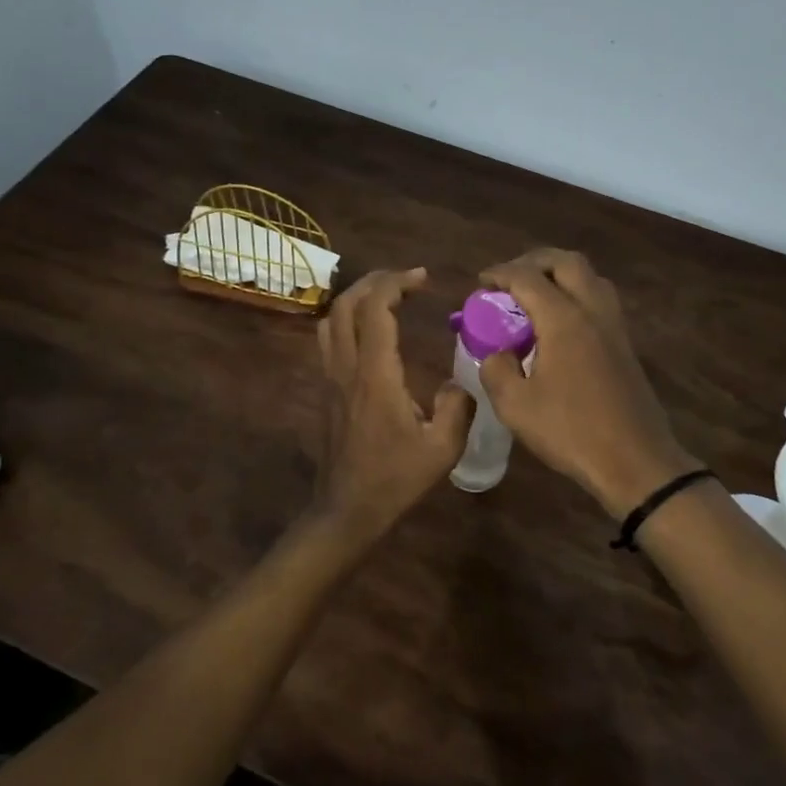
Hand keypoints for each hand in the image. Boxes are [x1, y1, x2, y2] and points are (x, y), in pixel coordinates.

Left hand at [311, 268, 472, 538]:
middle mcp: (347, 367)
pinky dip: (348, 319)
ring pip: (330, 319)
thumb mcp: (443, 448)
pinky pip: (329, 339)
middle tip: (406, 279)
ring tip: (387, 296)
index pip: (375, 309)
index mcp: (375, 375)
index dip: (396, 283)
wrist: (348, 508)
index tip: (423, 277)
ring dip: (356, 298)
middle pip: (345, 304)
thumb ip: (457, 408)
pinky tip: (372, 331)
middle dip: (374, 281)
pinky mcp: (327, 389)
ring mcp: (331, 377)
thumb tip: (459, 383)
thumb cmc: (395, 479)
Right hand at [478, 249, 701, 517]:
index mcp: (564, 320)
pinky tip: (558, 325)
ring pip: (590, 278)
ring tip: (535, 296)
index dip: (499, 273)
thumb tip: (497, 354)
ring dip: (560, 275)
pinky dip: (576, 296)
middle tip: (510, 279)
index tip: (480, 283)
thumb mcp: (516, 406)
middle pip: (567, 262)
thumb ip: (496, 370)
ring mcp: (615, 327)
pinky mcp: (625, 346)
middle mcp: (593, 312)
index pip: (527, 277)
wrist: (635, 461)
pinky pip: (599, 301)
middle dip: (534, 261)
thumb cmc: (571, 432)